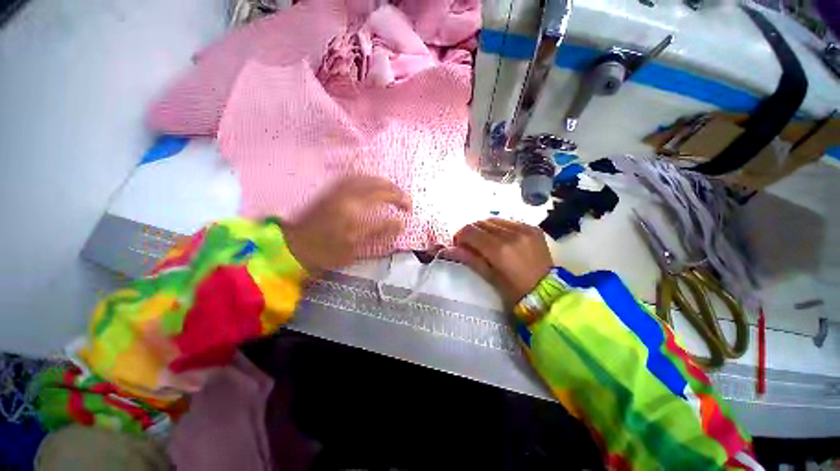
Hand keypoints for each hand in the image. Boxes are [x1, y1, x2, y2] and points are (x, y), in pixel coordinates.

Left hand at [284, 176, 410, 272]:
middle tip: (407, 202)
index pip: (387, 212)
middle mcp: (349, 199)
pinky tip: (375, 183)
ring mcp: (340, 191)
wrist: (292, 243)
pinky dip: (371, 178)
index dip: (400, 215)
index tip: (408, 217)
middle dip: (399, 194)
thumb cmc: (323, 252)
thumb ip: (378, 235)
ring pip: (370, 179)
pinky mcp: (333, 188)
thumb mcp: (352, 251)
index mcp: (355, 218)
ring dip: (387, 184)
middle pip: (381, 189)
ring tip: (396, 191)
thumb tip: (399, 224)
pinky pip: (357, 177)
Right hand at [446, 219, 552, 305]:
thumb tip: (450, 249)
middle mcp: (511, 234)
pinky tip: (501, 239)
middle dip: (471, 232)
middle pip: (480, 223)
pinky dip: (499, 228)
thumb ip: (469, 258)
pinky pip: (508, 222)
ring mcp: (524, 229)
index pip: (470, 231)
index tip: (459, 244)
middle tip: (471, 244)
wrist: (548, 294)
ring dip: (485, 229)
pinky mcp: (533, 228)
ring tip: (486, 241)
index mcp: (499, 250)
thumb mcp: (489, 277)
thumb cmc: (514, 292)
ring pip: (494, 220)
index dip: (460, 236)